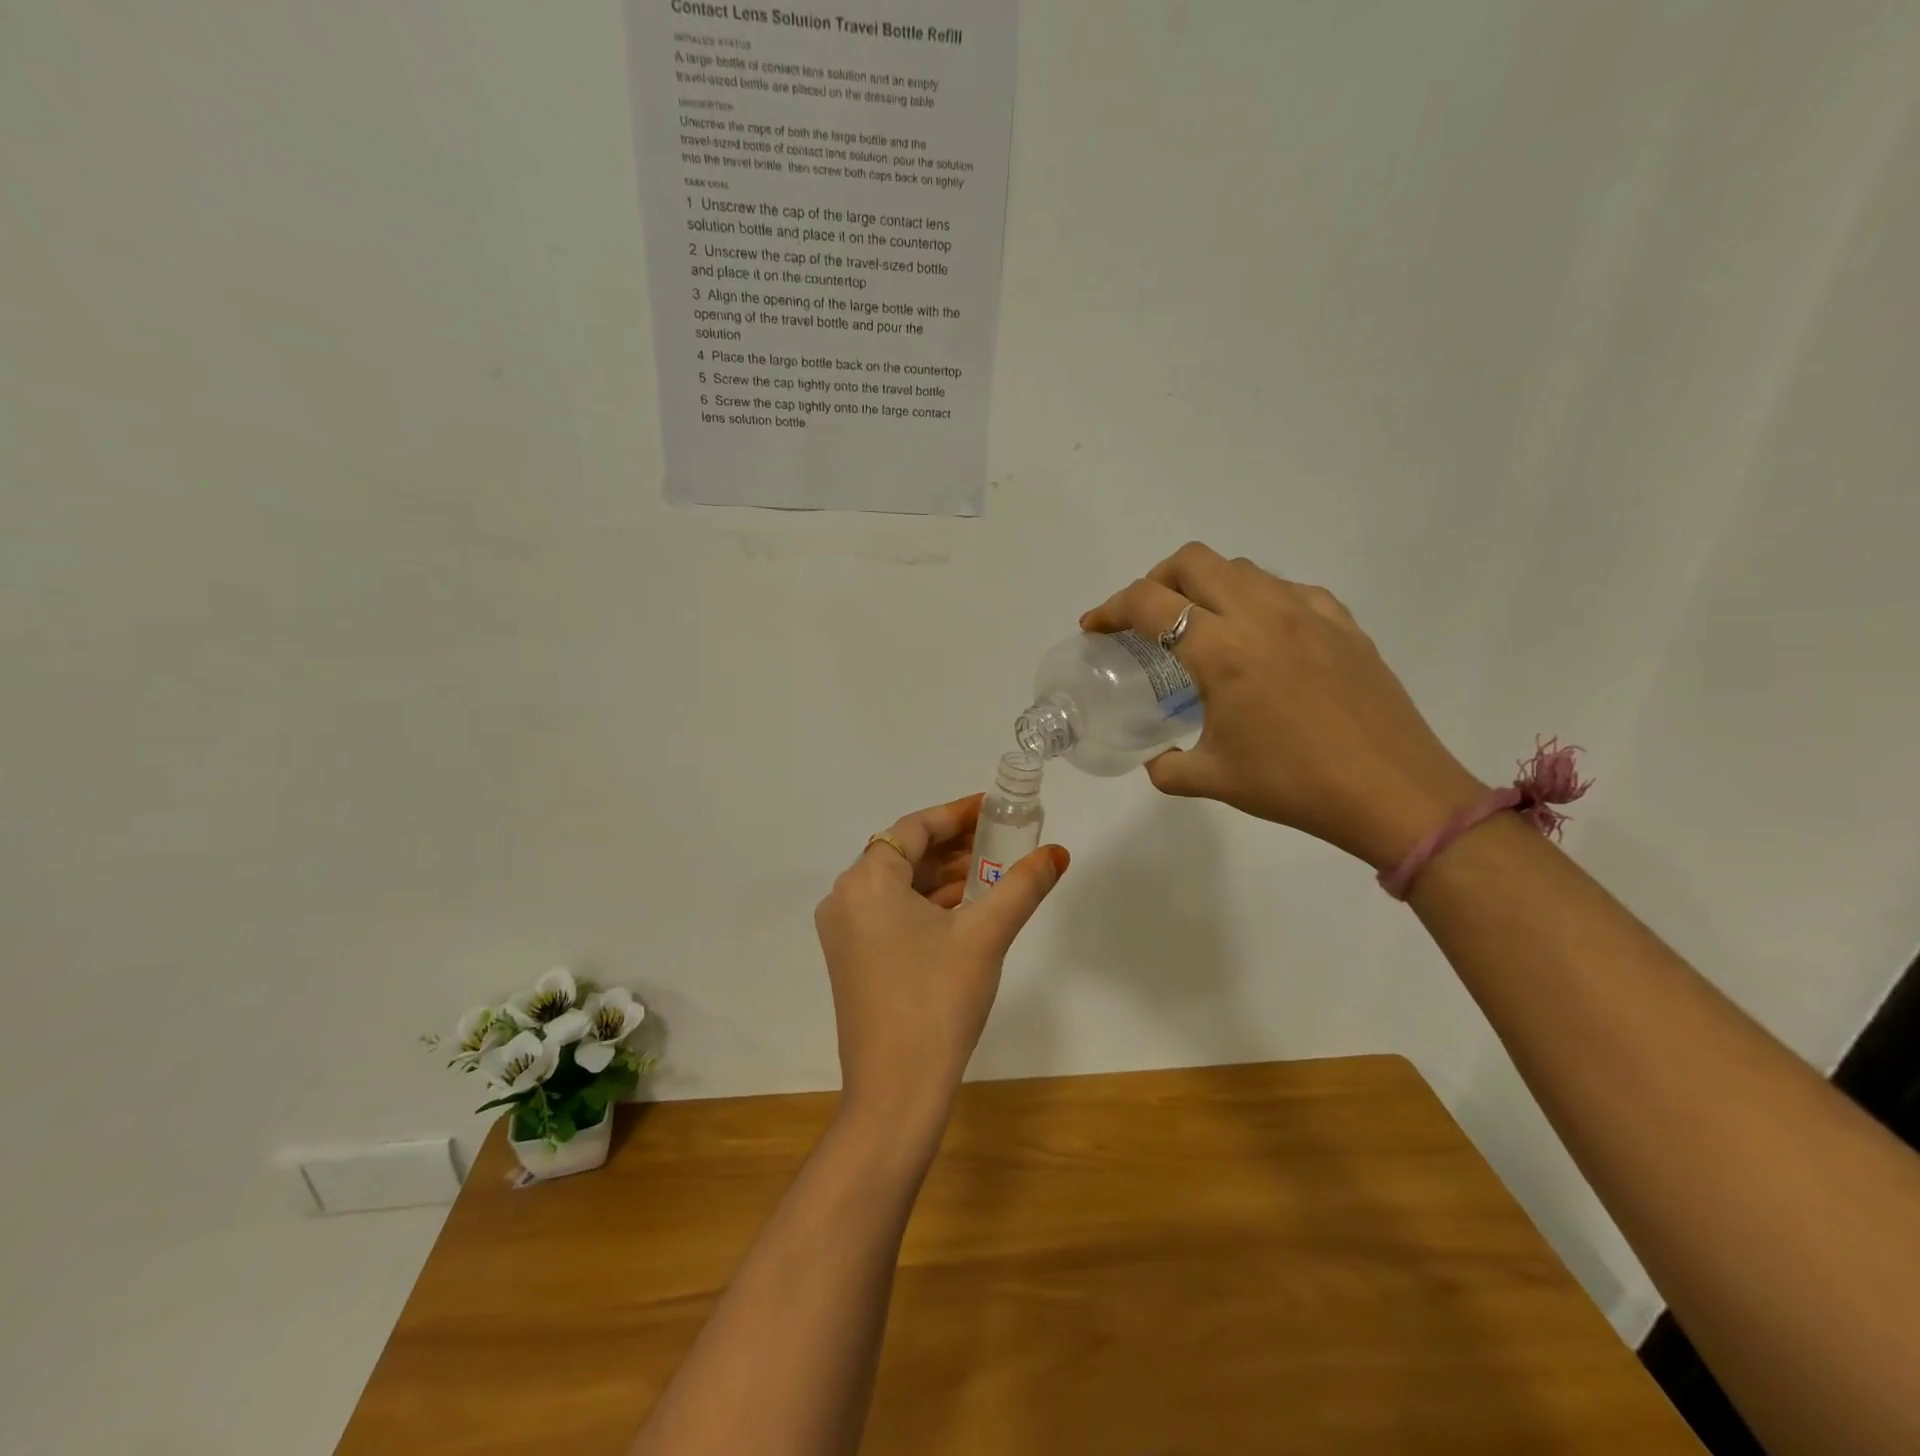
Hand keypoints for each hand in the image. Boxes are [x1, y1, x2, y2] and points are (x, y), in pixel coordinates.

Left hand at [815, 794, 1068, 1142]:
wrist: (895, 1091)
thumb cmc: (937, 1000)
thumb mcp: (986, 935)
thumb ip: (1023, 885)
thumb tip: (1058, 853)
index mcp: (866, 881)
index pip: (914, 828)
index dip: (957, 814)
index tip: (994, 808)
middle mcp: (845, 899)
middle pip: (904, 854)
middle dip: (953, 844)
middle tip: (1000, 838)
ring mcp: (844, 932)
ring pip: (898, 886)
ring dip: (942, 875)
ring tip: (991, 870)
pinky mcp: (852, 960)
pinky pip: (891, 913)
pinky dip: (926, 904)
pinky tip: (965, 909)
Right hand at [1082, 542, 1483, 869]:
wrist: (1393, 791)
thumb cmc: (1294, 785)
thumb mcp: (1214, 779)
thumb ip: (1168, 766)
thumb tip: (1155, 760)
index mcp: (1221, 651)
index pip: (1149, 603)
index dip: (1110, 609)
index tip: (1096, 627)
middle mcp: (1261, 614)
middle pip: (1193, 561)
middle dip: (1156, 580)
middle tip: (1145, 617)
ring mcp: (1307, 611)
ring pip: (1241, 568)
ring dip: (1207, 586)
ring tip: (1201, 625)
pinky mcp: (1342, 621)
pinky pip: (1287, 588)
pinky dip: (1257, 599)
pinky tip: (1261, 637)